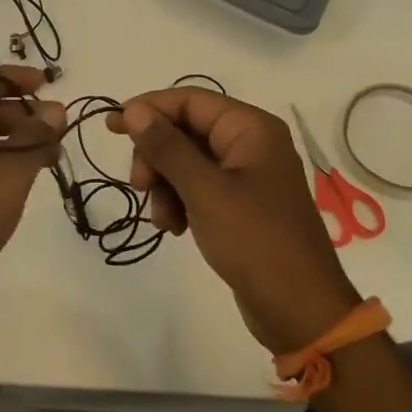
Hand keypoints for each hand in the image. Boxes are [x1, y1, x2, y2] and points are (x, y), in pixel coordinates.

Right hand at [107, 90, 360, 353]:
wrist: (299, 310)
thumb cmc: (255, 240)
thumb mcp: (205, 191)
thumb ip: (167, 147)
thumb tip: (133, 110)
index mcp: (251, 128)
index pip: (190, 100)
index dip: (149, 108)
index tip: (112, 128)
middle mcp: (250, 143)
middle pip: (185, 130)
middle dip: (157, 157)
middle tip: (139, 186)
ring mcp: (246, 175)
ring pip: (186, 162)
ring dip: (165, 186)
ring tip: (163, 220)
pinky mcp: (240, 204)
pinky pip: (198, 188)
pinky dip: (180, 202)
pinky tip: (175, 229)